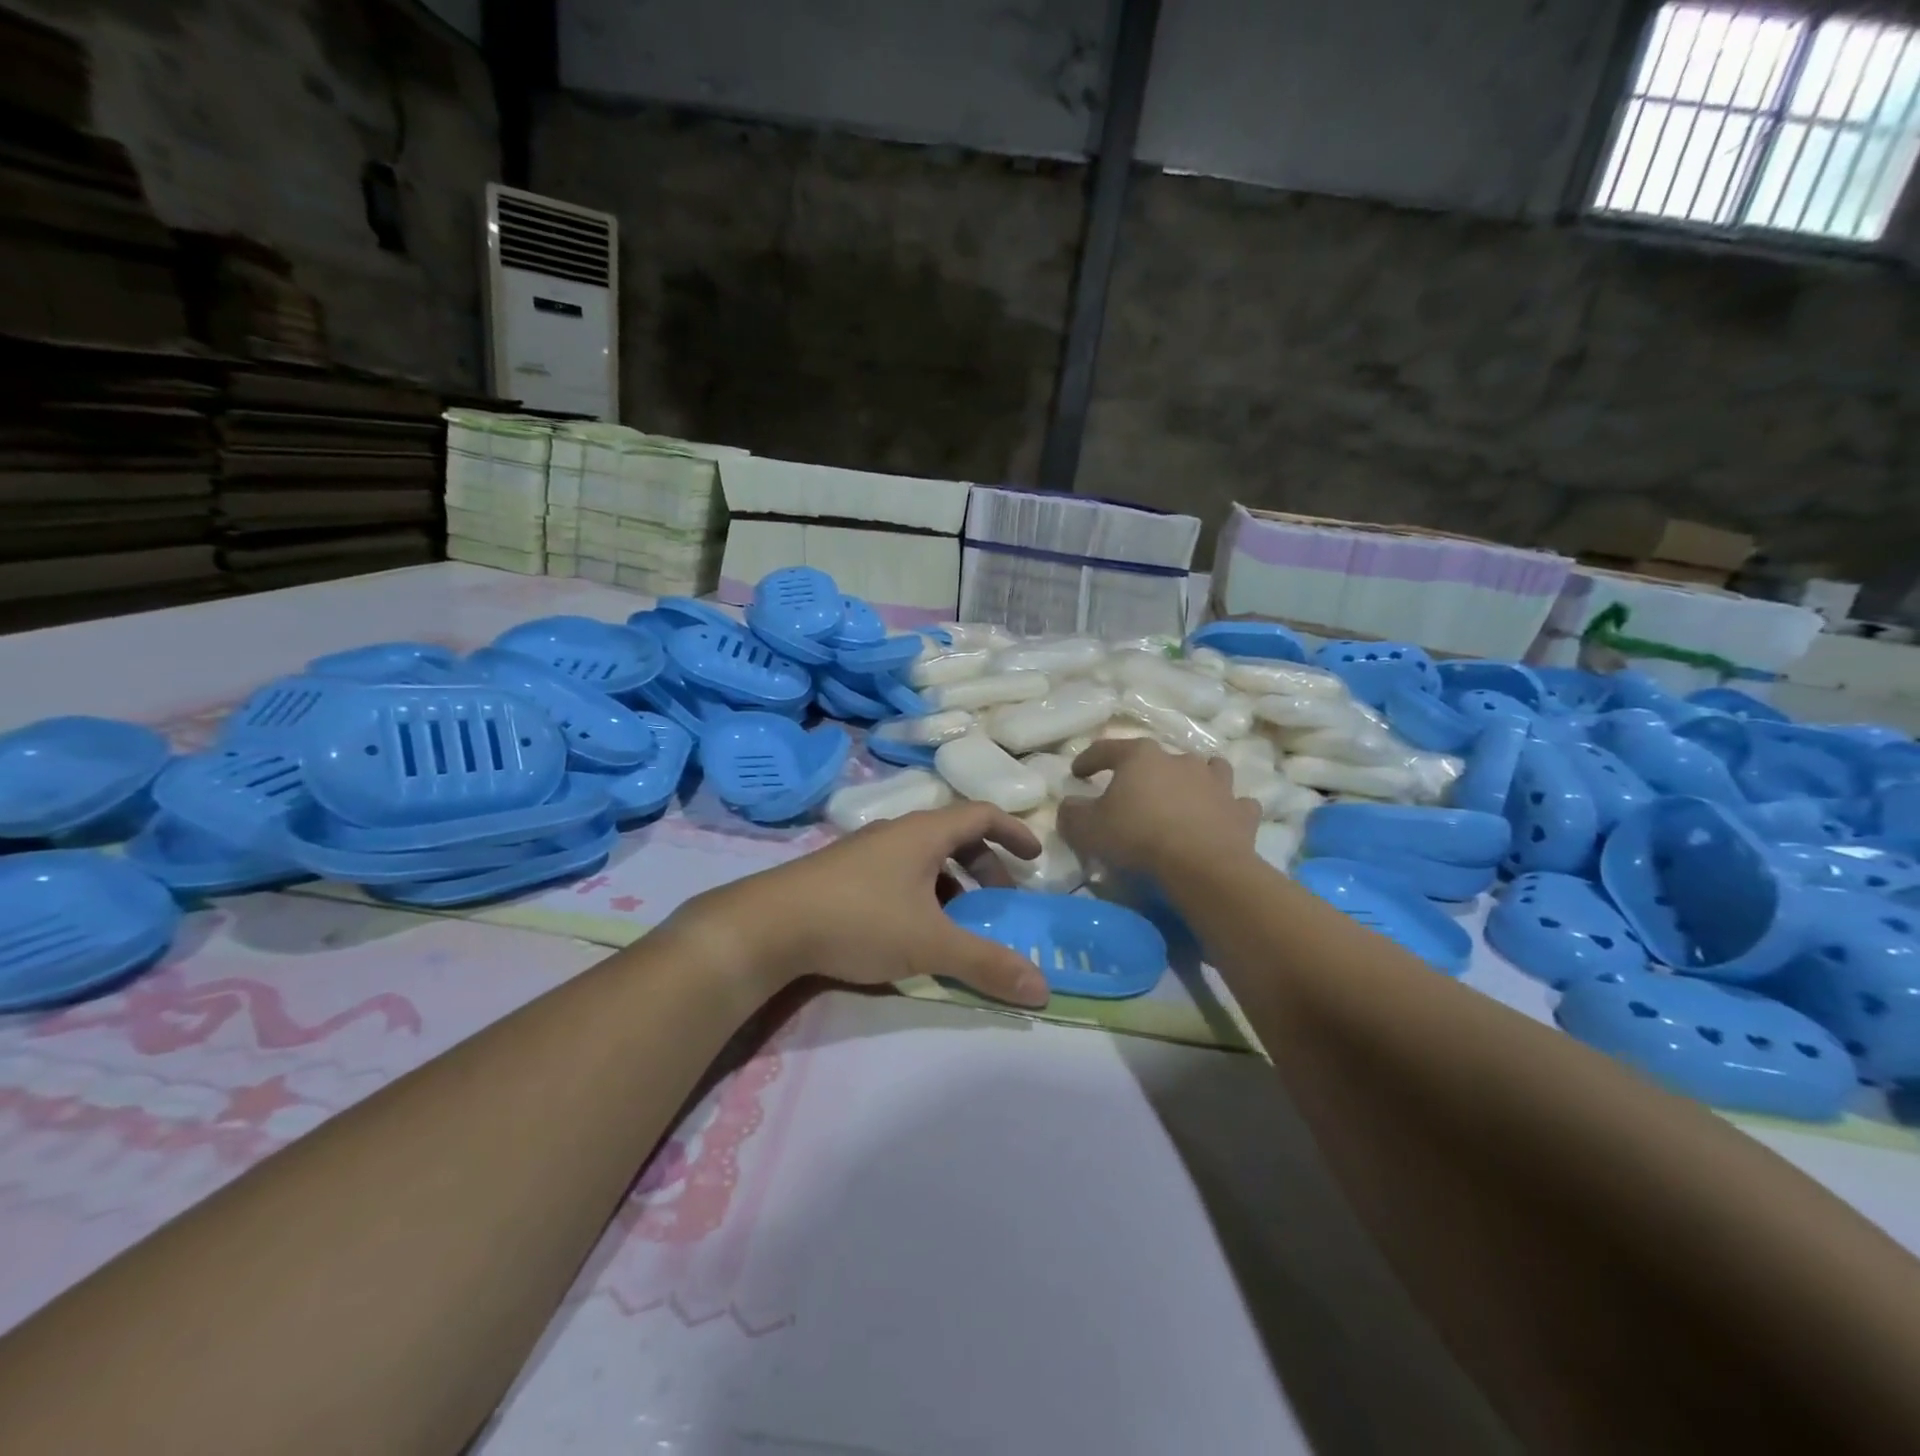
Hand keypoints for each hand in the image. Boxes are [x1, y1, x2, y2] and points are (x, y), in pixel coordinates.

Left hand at [667, 804, 1049, 1007]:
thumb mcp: (930, 943)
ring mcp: (865, 851)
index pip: (981, 815)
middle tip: (998, 904)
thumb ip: (987, 963)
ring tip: (957, 924)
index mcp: (923, 832)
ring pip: (923, 858)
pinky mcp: (842, 874)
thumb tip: (1043, 989)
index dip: (1013, 832)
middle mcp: (895, 832)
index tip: (1034, 858)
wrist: (768, 926)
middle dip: (984, 868)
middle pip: (954, 838)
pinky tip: (911, 932)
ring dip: (951, 885)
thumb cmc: (860, 920)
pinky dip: (920, 894)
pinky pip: (897, 874)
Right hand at [1057, 740, 1258, 881]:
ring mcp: (1216, 783)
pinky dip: (1227, 809)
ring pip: (1208, 770)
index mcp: (1141, 757)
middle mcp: (1180, 760)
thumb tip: (1070, 805)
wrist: (1201, 865)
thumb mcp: (1088, 828)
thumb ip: (1072, 813)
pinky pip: (1236, 804)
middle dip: (1145, 772)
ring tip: (1186, 796)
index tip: (1077, 773)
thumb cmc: (1137, 837)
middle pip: (1159, 758)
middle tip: (1134, 793)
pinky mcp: (1241, 811)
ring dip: (1196, 779)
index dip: (1088, 760)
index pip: (1106, 749)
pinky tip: (1220, 820)